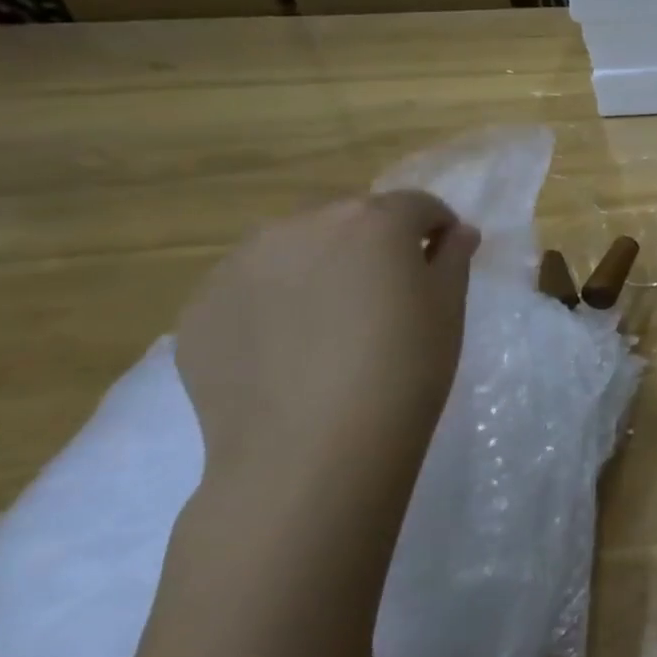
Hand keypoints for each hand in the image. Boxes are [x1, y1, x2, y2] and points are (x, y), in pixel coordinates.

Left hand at [176, 192, 478, 503]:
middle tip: (389, 298)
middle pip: (351, 219)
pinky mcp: (201, 307)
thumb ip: (453, 258)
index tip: (443, 262)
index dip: (436, 230)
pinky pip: (252, 287)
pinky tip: (290, 351)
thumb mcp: (449, 310)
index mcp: (374, 221)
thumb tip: (456, 232)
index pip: (417, 205)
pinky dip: (276, 302)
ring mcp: (241, 264)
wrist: (312, 451)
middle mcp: (302, 225)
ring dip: (321, 268)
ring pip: (295, 248)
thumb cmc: (405, 371)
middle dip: (375, 245)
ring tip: (333, 325)